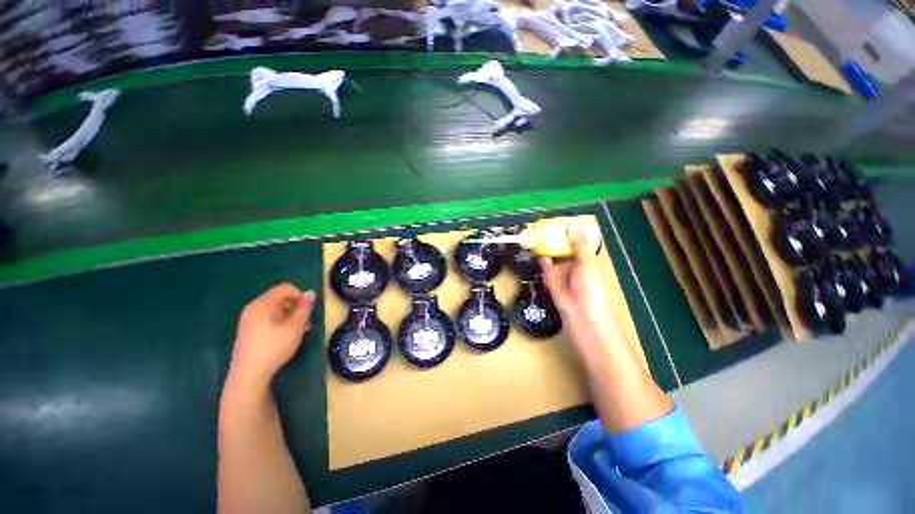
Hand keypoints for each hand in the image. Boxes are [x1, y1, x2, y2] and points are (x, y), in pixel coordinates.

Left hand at [228, 283, 315, 388]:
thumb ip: (304, 308)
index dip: (301, 296)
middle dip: (296, 308)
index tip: (308, 311)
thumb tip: (311, 293)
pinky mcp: (248, 332)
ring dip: (290, 317)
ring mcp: (248, 320)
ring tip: (299, 332)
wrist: (249, 375)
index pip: (286, 288)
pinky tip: (286, 337)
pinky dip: (280, 323)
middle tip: (306, 323)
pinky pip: (268, 319)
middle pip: (280, 298)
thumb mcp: (295, 326)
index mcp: (263, 304)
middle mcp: (253, 308)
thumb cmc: (274, 347)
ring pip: (275, 310)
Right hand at [540, 233, 616, 353]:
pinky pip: (545, 263)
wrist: (579, 311)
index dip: (572, 231)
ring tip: (540, 232)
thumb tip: (574, 227)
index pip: (578, 241)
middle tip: (548, 224)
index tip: (564, 220)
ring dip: (547, 244)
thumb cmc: (590, 287)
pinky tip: (538, 248)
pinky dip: (542, 257)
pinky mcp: (549, 275)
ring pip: (552, 253)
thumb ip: (580, 246)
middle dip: (556, 236)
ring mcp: (560, 268)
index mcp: (585, 258)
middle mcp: (572, 261)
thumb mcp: (588, 263)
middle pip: (563, 245)